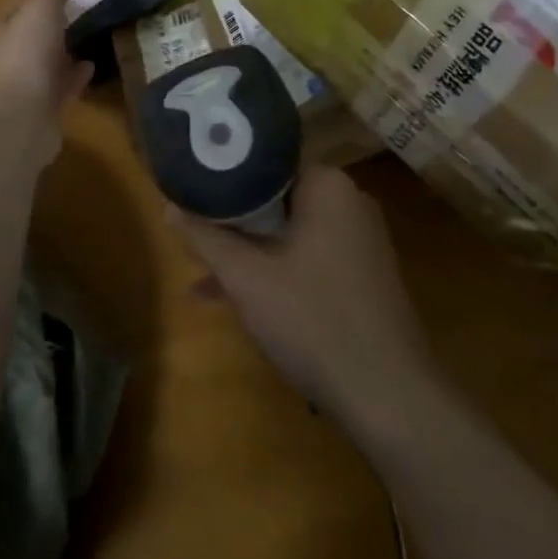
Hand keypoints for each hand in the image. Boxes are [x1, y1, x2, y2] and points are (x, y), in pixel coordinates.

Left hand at [0, 0, 94, 165]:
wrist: (17, 121)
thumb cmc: (24, 56)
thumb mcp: (42, 8)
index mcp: (6, 24)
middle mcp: (13, 50)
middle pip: (38, 24)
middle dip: (60, 10)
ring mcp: (29, 79)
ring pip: (51, 54)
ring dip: (68, 41)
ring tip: (95, 27)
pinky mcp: (46, 105)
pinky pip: (64, 83)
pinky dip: (76, 73)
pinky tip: (92, 65)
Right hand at [170, 167, 436, 422]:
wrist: (389, 396)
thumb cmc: (313, 320)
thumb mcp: (246, 278)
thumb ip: (205, 237)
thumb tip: (168, 205)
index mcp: (328, 185)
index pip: (265, 162)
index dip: (223, 179)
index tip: (191, 194)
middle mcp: (350, 202)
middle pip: (276, 199)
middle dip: (233, 222)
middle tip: (192, 237)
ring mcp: (361, 240)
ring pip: (289, 232)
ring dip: (249, 253)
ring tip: (203, 277)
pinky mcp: (364, 274)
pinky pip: (308, 257)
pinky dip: (276, 271)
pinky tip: (239, 301)